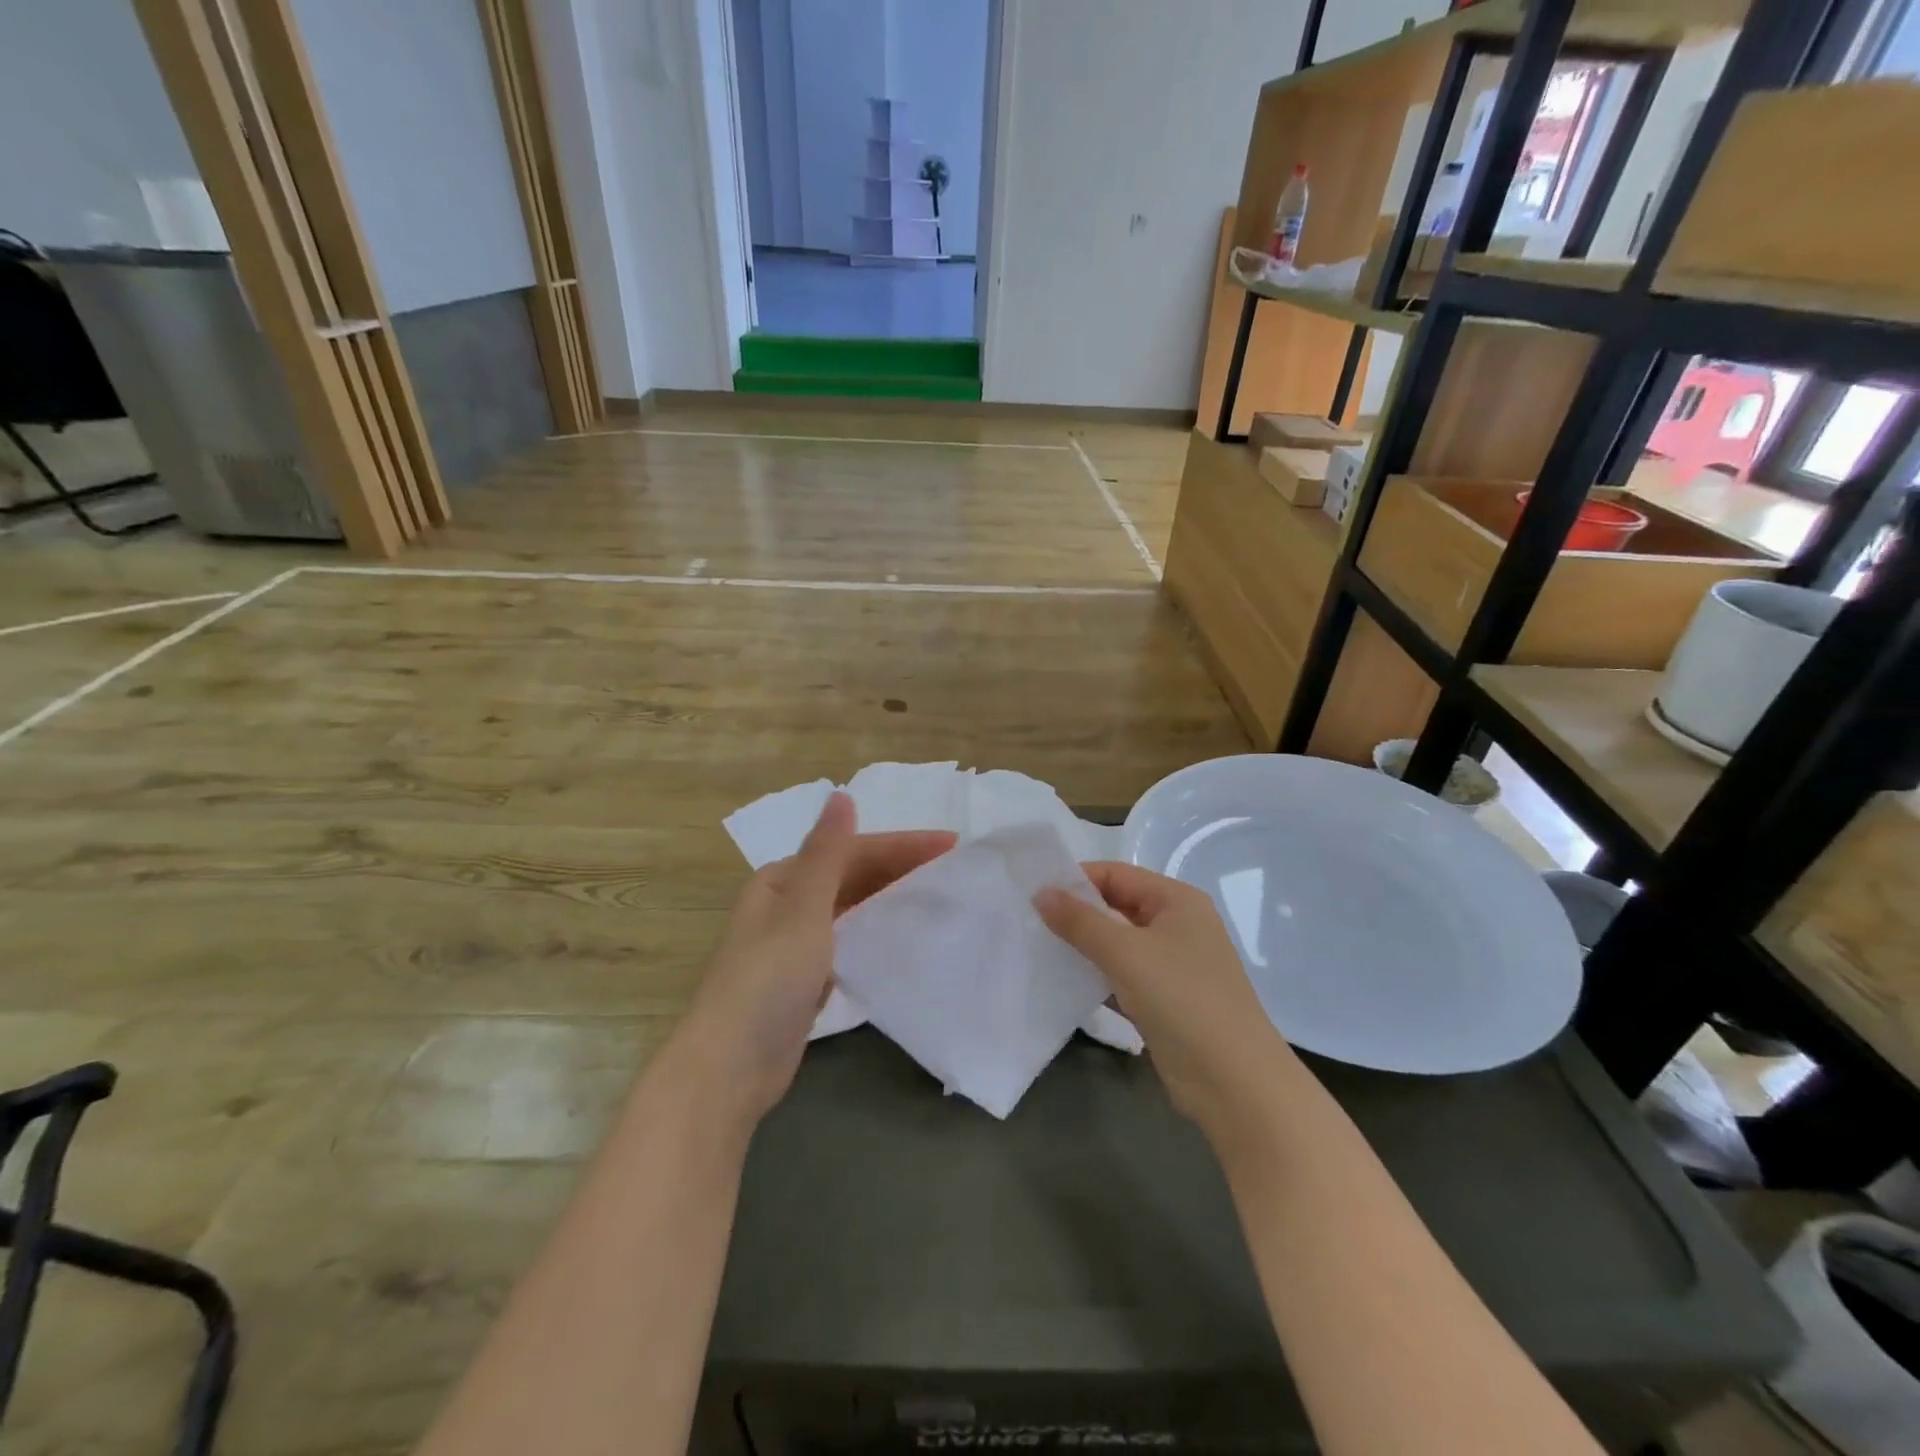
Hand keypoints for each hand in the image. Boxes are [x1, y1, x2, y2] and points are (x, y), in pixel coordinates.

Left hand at [674, 793, 953, 1124]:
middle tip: (952, 869)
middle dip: (899, 868)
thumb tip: (841, 795)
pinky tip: (900, 936)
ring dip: (889, 897)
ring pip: (852, 908)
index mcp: (782, 880)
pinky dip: (874, 932)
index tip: (951, 845)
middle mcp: (786, 904)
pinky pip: (848, 941)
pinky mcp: (805, 979)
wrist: (729, 1069)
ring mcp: (794, 944)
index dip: (901, 845)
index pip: (851, 851)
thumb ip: (826, 854)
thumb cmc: (767, 981)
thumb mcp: (802, 911)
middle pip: (852, 876)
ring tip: (936, 896)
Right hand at [1036, 863, 1295, 1146]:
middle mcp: (1178, 926)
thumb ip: (1080, 921)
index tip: (1034, 895)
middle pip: (1117, 907)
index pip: (1117, 875)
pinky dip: (1098, 977)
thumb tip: (1041, 892)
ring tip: (1039, 950)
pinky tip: (1065, 985)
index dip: (1077, 880)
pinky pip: (1124, 977)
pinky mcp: (1166, 1001)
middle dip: (1077, 914)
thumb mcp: (1125, 953)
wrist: (1235, 1082)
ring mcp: (1174, 966)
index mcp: (1177, 901)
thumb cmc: (1182, 1000)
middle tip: (1030, 922)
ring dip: (1084, 948)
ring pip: (1119, 945)